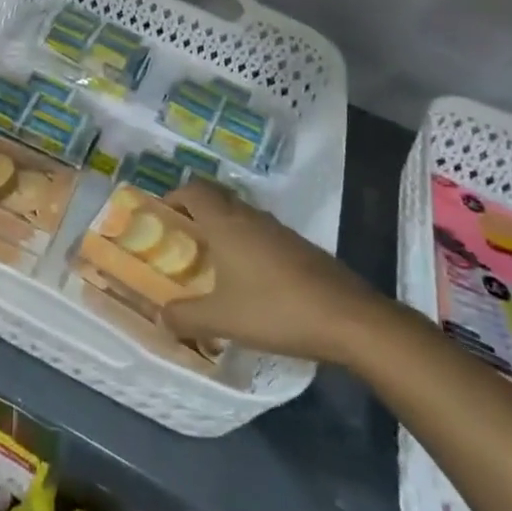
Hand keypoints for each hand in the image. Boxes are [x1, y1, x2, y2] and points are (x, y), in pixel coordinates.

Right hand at [160, 179, 384, 364]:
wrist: (350, 320)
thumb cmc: (276, 309)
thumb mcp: (222, 319)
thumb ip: (185, 317)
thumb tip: (161, 317)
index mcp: (227, 223)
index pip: (193, 189)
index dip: (173, 196)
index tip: (161, 216)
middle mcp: (251, 217)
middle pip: (217, 198)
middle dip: (195, 212)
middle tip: (181, 240)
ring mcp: (280, 231)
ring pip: (242, 217)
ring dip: (223, 230)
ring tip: (211, 262)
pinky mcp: (301, 248)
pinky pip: (262, 235)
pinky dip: (247, 246)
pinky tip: (249, 281)